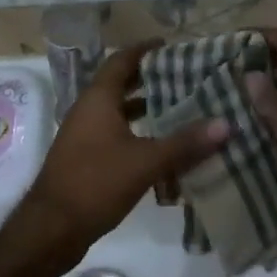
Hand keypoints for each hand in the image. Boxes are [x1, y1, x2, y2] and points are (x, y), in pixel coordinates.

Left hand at [11, 43, 228, 274]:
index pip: (122, 60)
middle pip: (121, 84)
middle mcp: (88, 109)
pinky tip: (160, 148)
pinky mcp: (84, 158)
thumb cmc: (95, 183)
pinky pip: (114, 134)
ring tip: (179, 109)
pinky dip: (137, 133)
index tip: (172, 46)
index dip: (145, 50)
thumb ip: (185, 143)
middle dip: (151, 80)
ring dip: (145, 108)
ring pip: (118, 111)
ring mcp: (84, 135)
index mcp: (99, 98)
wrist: (50, 229)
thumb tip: (226, 124)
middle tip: (185, 78)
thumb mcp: (145, 162)